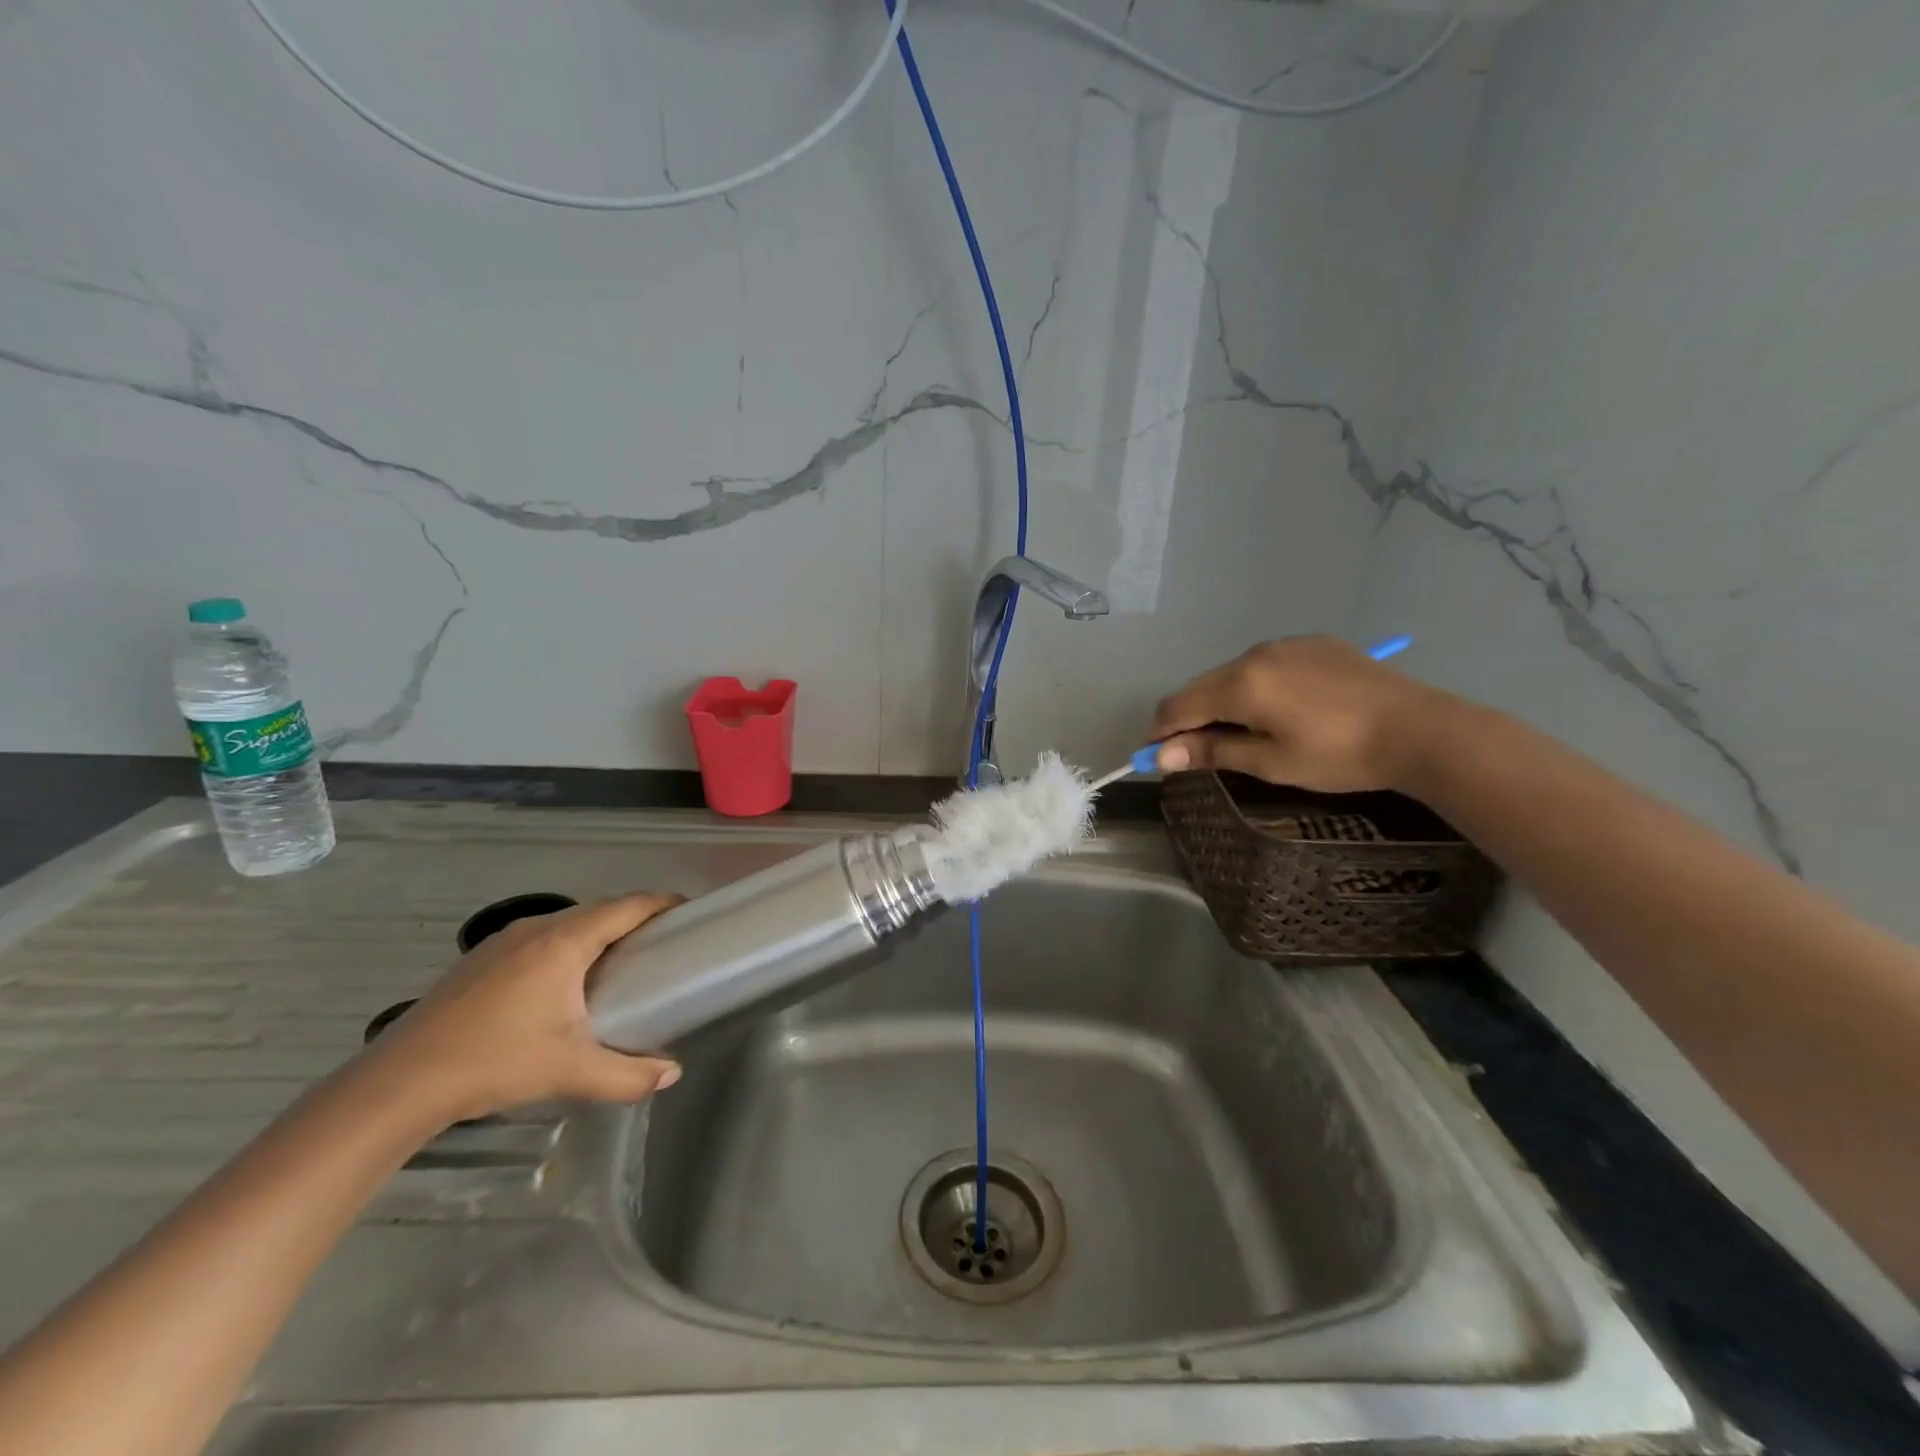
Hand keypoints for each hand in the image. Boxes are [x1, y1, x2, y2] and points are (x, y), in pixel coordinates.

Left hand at [368, 893, 683, 1125]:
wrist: (399, 1083)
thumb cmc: (495, 1062)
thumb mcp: (570, 1072)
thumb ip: (629, 1074)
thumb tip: (672, 1073)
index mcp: (564, 941)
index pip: (629, 906)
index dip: (664, 904)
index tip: (691, 915)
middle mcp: (536, 928)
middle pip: (600, 910)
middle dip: (636, 920)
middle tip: (663, 946)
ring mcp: (503, 941)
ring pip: (568, 923)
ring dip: (599, 933)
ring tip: (621, 964)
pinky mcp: (480, 959)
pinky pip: (541, 937)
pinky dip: (568, 946)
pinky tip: (564, 984)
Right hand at [1150, 636, 1445, 791]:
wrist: (1420, 729)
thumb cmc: (1339, 755)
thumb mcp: (1271, 762)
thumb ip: (1212, 751)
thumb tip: (1161, 757)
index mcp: (1241, 683)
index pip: (1178, 705)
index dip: (1159, 733)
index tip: (1152, 758)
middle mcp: (1254, 654)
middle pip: (1200, 686)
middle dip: (1187, 717)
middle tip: (1192, 751)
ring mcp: (1285, 644)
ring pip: (1231, 672)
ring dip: (1220, 700)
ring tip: (1237, 732)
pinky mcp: (1313, 643)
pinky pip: (1264, 663)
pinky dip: (1252, 686)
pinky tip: (1276, 709)